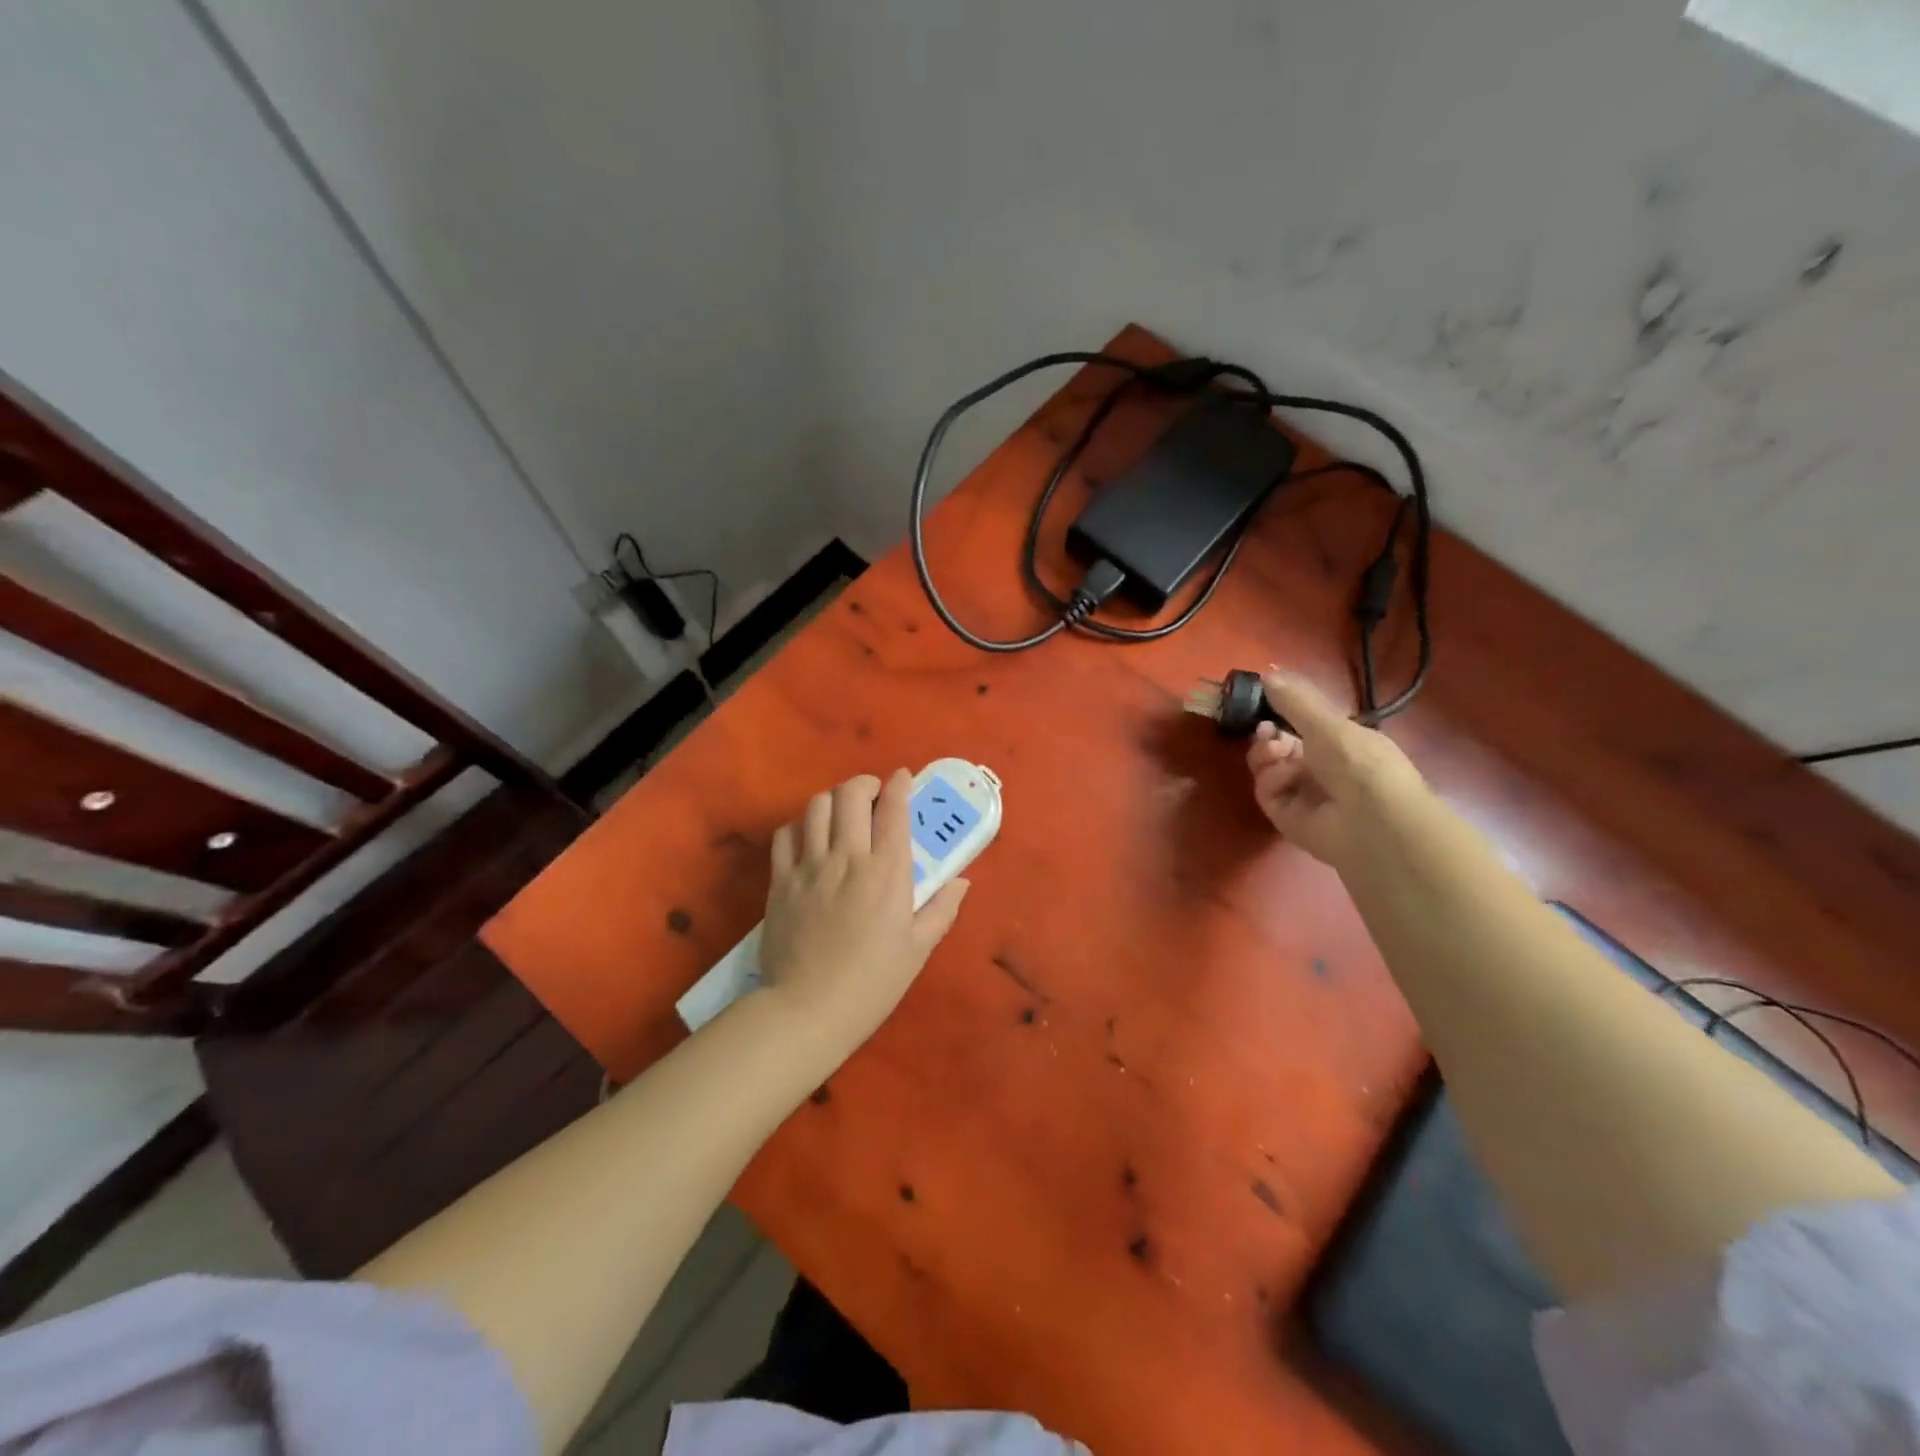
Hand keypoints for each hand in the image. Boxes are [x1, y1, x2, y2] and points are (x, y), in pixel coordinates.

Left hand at [758, 769, 969, 1043]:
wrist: (808, 1010)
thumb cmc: (872, 983)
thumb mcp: (918, 949)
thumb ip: (942, 909)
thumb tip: (961, 881)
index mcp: (887, 872)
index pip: (893, 809)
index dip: (899, 785)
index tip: (903, 778)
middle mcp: (847, 857)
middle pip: (851, 794)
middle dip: (865, 784)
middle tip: (873, 796)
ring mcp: (809, 866)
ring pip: (816, 806)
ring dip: (833, 800)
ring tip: (842, 814)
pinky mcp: (781, 881)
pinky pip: (785, 835)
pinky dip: (800, 825)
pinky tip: (809, 838)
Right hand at [1246, 670, 1426, 867]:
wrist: (1372, 821)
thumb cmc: (1360, 763)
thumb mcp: (1329, 722)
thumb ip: (1295, 699)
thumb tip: (1268, 672)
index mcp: (1341, 742)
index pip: (1302, 724)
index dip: (1281, 713)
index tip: (1264, 701)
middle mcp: (1322, 767)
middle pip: (1279, 745)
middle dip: (1268, 734)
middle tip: (1264, 729)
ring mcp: (1303, 794)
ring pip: (1268, 767)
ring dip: (1265, 754)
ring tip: (1274, 751)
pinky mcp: (1287, 817)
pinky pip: (1267, 792)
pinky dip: (1272, 780)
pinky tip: (1285, 777)